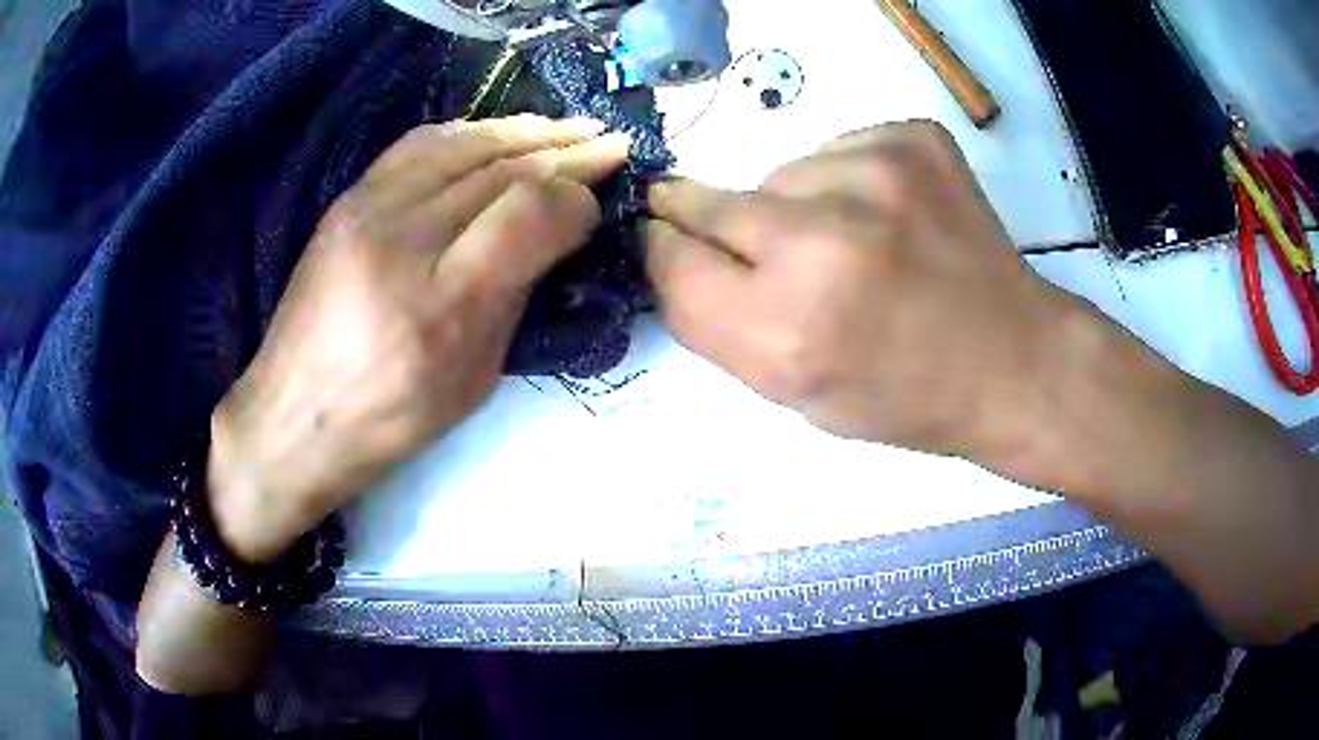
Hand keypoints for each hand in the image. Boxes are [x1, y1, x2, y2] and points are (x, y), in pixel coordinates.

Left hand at [207, 115, 630, 561]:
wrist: (293, 416)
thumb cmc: (389, 416)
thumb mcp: (474, 379)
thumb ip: (516, 296)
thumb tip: (553, 233)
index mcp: (444, 303)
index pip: (528, 211)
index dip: (577, 196)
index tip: (598, 201)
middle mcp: (403, 238)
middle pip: (500, 166)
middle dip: (566, 149)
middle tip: (609, 142)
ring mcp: (367, 208)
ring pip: (462, 141)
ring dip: (523, 129)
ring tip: (564, 128)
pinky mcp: (347, 199)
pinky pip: (420, 143)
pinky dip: (471, 131)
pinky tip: (495, 134)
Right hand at [646, 121, 1097, 482]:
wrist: (1015, 360)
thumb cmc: (905, 394)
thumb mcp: (796, 394)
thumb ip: (716, 323)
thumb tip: (668, 245)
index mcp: (788, 329)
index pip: (669, 260)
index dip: (663, 249)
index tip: (667, 241)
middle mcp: (825, 241)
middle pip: (708, 201)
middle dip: (711, 221)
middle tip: (763, 247)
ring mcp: (878, 174)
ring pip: (779, 174)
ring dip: (792, 206)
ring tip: (855, 246)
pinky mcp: (914, 139)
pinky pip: (836, 151)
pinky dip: (846, 183)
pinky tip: (891, 220)